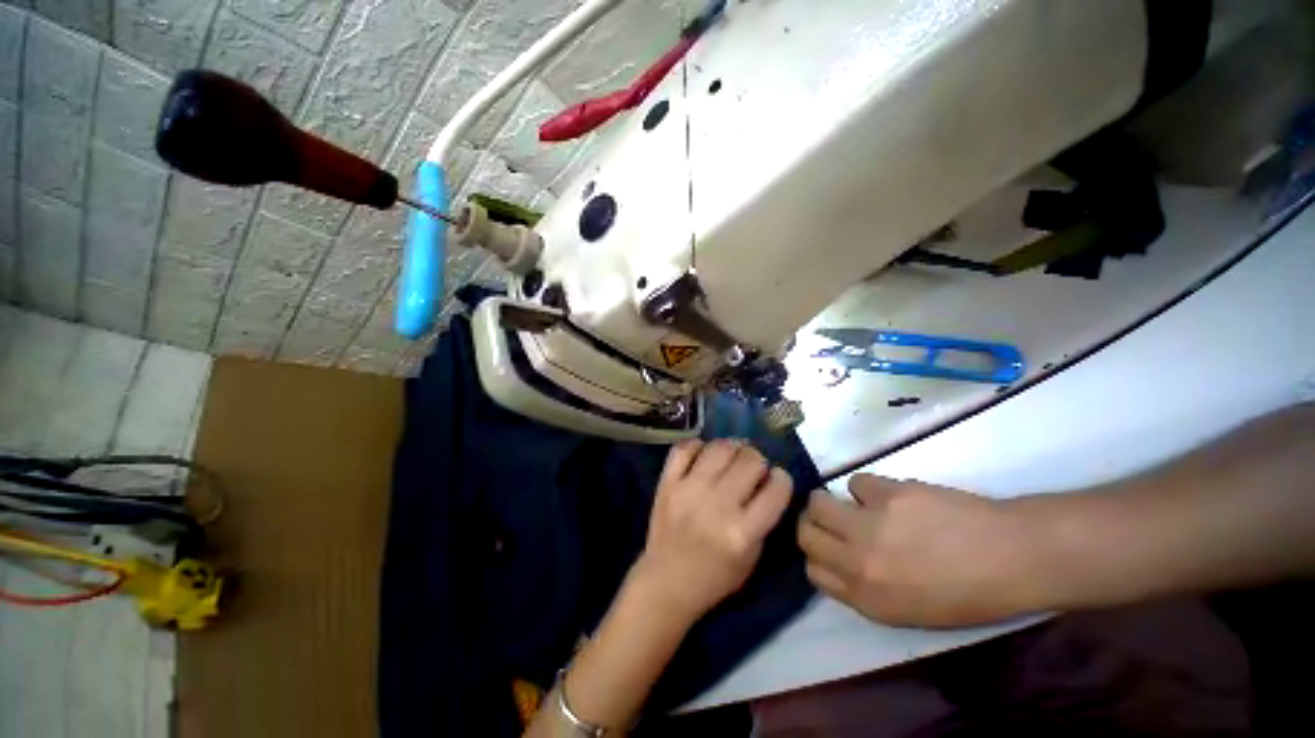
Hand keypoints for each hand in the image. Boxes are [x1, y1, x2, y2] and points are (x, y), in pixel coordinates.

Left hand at [632, 439, 793, 622]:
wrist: (666, 581)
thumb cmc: (715, 576)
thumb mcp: (752, 557)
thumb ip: (763, 518)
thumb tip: (767, 479)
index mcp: (743, 532)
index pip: (776, 488)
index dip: (782, 478)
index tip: (775, 479)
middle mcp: (718, 505)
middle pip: (750, 460)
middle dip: (758, 459)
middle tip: (752, 467)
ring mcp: (689, 490)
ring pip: (720, 447)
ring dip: (732, 447)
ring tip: (730, 456)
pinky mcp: (667, 483)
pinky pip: (685, 448)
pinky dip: (698, 445)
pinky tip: (704, 454)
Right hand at [798, 474, 1052, 626]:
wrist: (1012, 557)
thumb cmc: (968, 593)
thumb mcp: (909, 611)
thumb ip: (865, 590)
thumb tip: (839, 560)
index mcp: (867, 599)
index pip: (812, 571)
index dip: (817, 555)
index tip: (829, 546)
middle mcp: (859, 562)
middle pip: (805, 533)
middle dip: (813, 524)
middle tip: (832, 519)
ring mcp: (870, 525)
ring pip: (817, 502)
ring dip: (829, 500)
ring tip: (854, 504)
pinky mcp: (886, 494)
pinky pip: (856, 482)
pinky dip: (867, 488)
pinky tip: (890, 497)